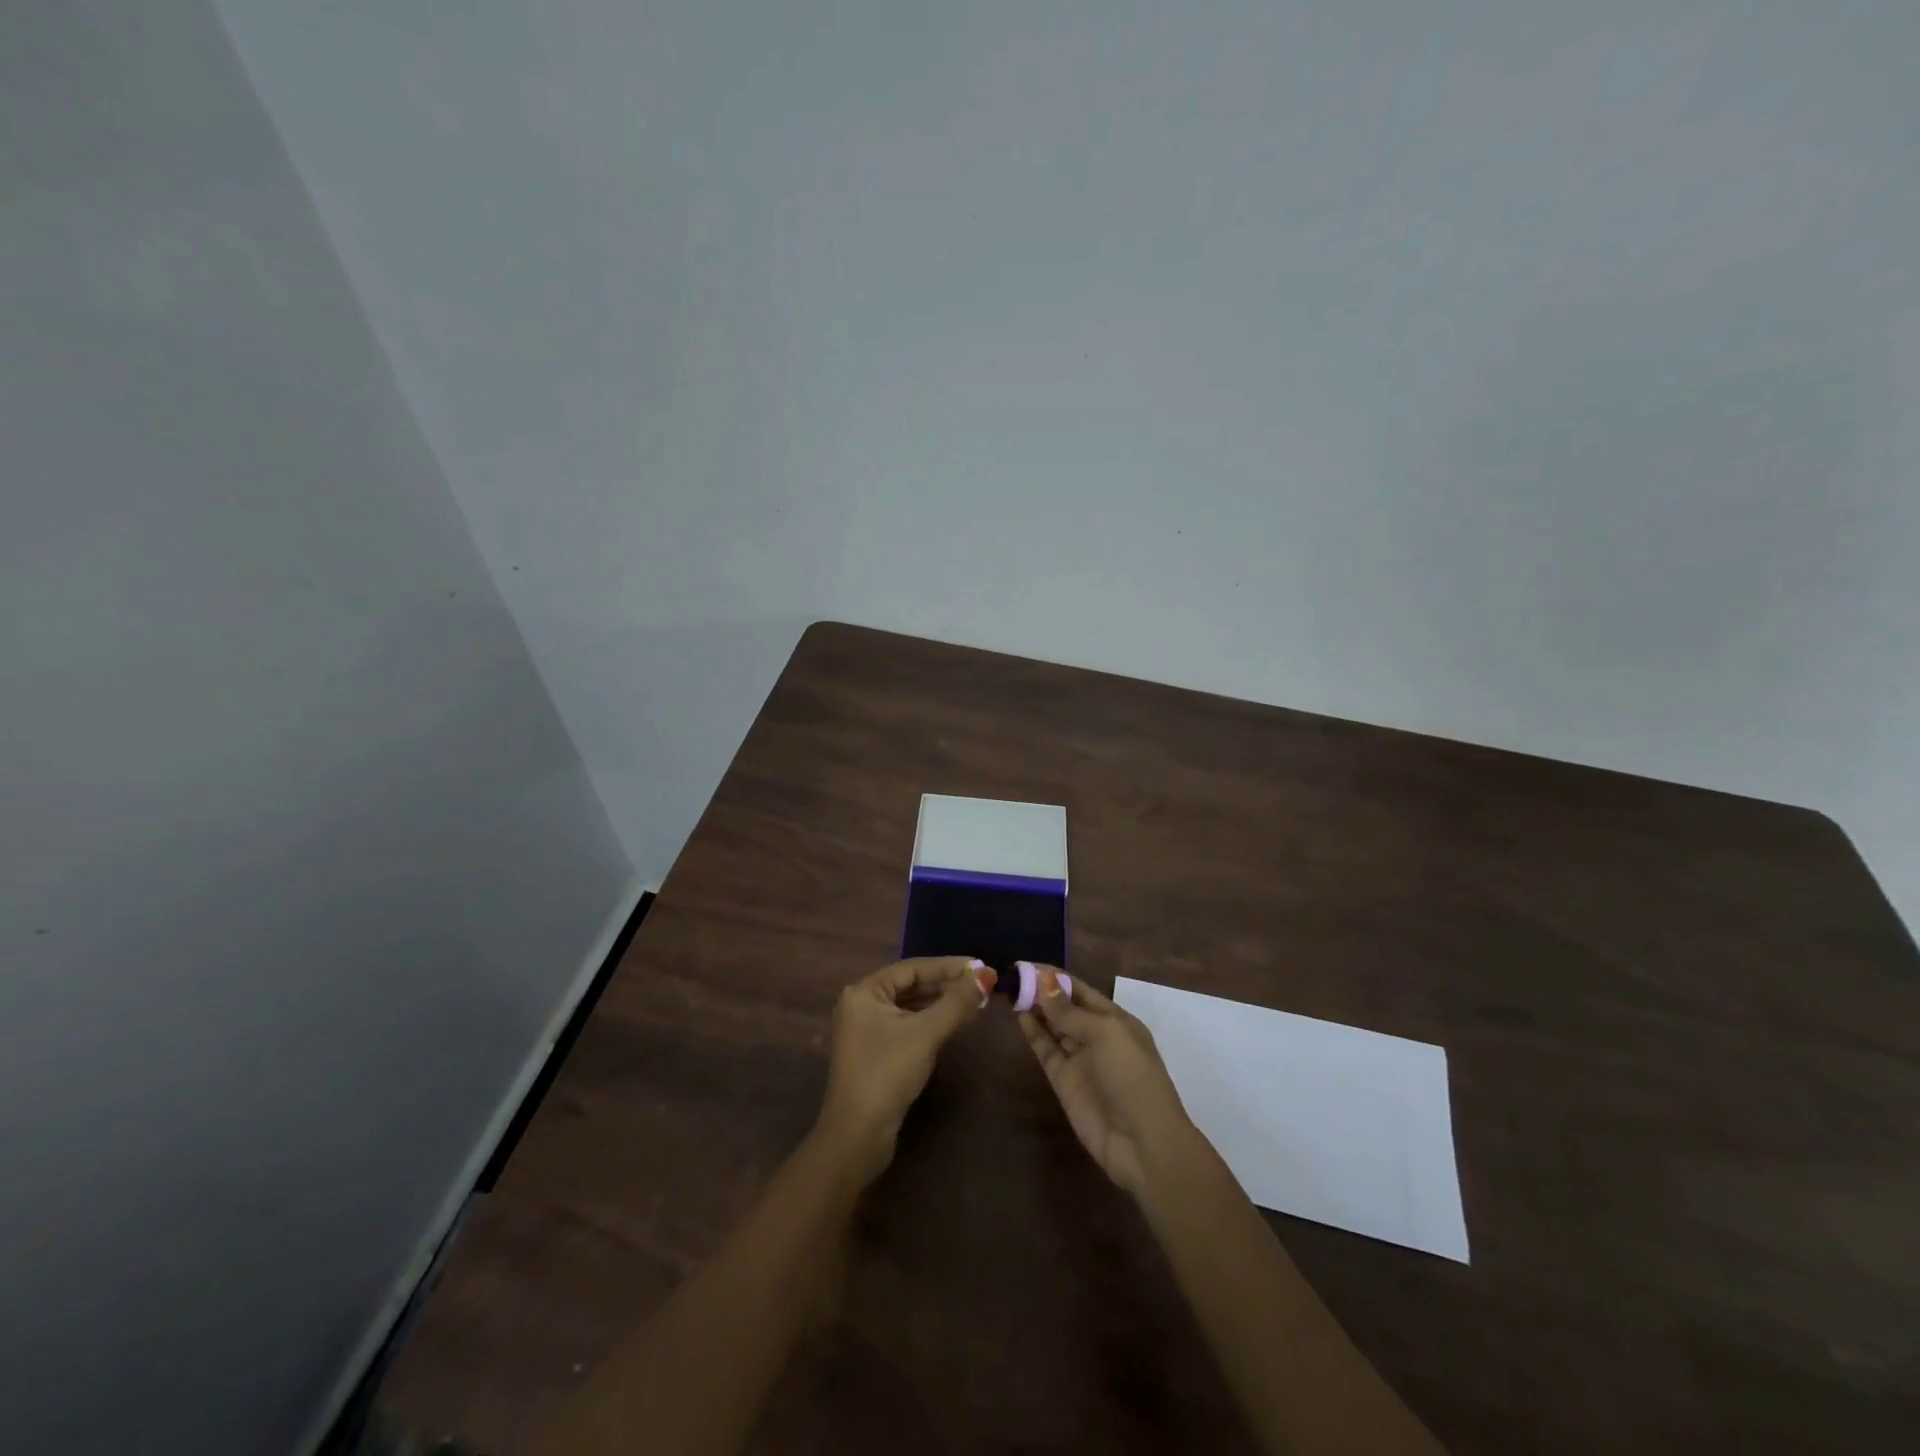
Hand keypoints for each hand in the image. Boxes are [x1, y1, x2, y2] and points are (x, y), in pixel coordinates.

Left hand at [815, 956, 988, 1185]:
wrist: (858, 1135)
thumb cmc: (888, 1072)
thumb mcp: (926, 1033)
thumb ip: (957, 1002)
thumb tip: (986, 975)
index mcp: (865, 992)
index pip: (912, 968)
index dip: (948, 966)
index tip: (980, 966)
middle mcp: (862, 1005)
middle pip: (912, 986)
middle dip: (948, 985)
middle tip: (983, 984)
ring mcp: (868, 1030)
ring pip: (912, 1007)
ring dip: (943, 1004)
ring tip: (977, 1002)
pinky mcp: (877, 1053)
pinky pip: (909, 1026)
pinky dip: (933, 1022)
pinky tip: (957, 1024)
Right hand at [1018, 967, 1197, 1196]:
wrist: (1142, 1142)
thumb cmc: (1132, 1076)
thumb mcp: (1105, 1034)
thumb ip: (1070, 1011)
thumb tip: (1043, 981)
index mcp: (1115, 1019)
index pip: (1081, 990)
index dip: (1056, 977)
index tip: (1027, 964)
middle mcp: (1096, 1036)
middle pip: (1065, 1007)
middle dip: (1042, 991)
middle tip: (1012, 974)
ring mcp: (1080, 1059)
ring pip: (1053, 1026)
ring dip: (1034, 1009)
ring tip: (1011, 990)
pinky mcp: (1064, 1081)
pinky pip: (1046, 1050)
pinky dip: (1033, 1033)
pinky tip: (1019, 1016)